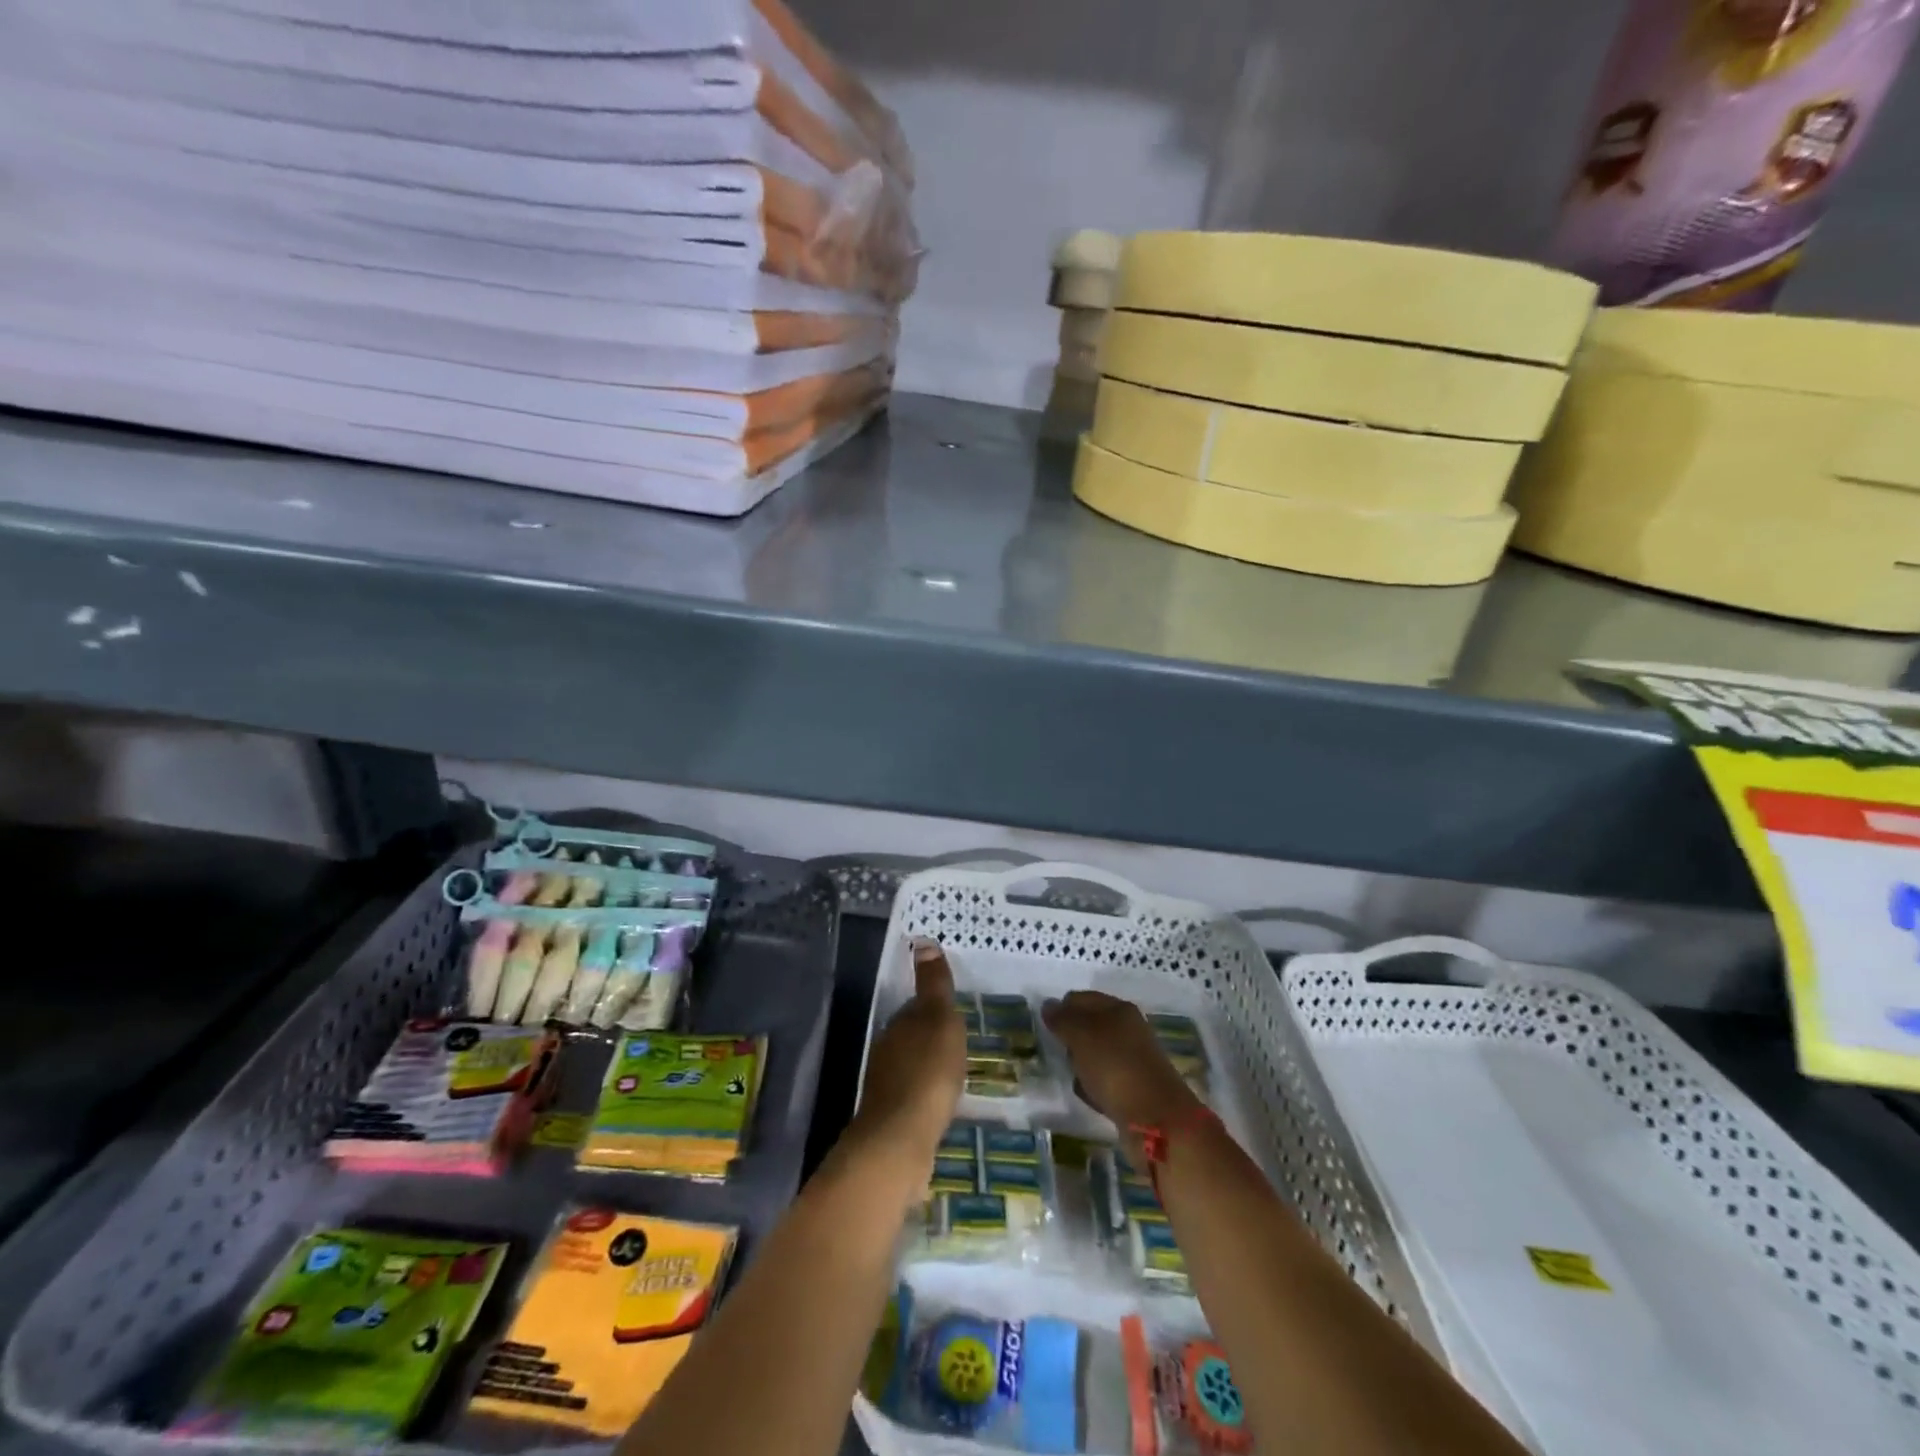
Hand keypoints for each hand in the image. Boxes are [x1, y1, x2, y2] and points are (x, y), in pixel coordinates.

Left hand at [850, 939, 966, 1167]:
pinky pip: (912, 1096)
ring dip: (928, 1067)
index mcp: (899, 1024)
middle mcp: (887, 1050)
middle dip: (931, 1038)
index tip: (954, 1014)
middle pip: (912, 1036)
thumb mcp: (939, 1020)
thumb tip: (924, 942)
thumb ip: (934, 985)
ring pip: (910, 1066)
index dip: (936, 1008)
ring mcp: (885, 1086)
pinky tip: (939, 1105)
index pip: (917, 1007)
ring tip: (954, 1075)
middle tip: (959, 1043)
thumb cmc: (927, 1072)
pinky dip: (925, 1095)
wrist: (900, 1140)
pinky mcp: (890, 1117)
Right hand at [1044, 991, 1199, 1131]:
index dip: (1061, 1009)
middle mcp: (1128, 1029)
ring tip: (1071, 1075)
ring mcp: (1133, 1059)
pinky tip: (1087, 1095)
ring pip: (1096, 1053)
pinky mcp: (1134, 1087)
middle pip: (1089, 1026)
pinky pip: (1105, 1079)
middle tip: (1058, 1052)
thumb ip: (1062, 1019)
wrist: (1156, 1119)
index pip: (1081, 998)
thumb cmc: (1115, 1067)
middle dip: (1070, 1038)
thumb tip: (1048, 1004)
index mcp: (1119, 1009)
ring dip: (1080, 1063)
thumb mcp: (1082, 1036)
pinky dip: (1093, 1085)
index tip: (1046, 1029)